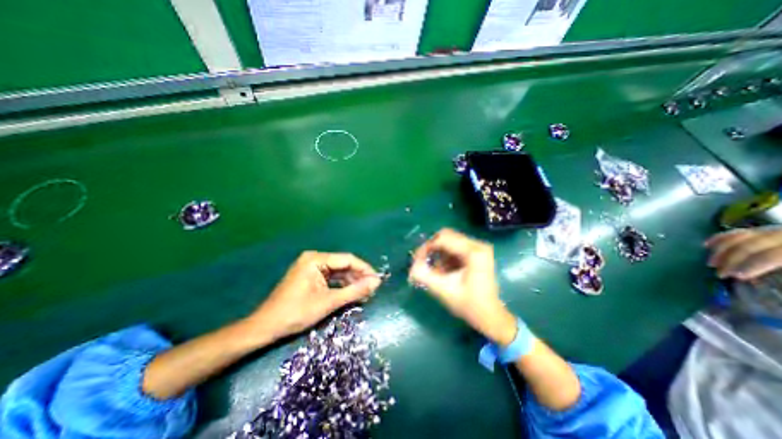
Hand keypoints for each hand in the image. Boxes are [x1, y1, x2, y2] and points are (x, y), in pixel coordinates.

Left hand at [248, 251, 380, 339]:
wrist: (265, 327)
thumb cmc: (296, 313)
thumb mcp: (329, 302)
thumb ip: (355, 291)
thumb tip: (376, 282)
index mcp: (316, 259)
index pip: (348, 259)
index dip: (364, 269)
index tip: (377, 280)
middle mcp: (314, 258)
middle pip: (343, 264)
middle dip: (358, 277)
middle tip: (372, 289)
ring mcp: (311, 267)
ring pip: (338, 271)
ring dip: (351, 281)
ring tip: (365, 293)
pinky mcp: (310, 276)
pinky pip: (331, 277)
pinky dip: (341, 285)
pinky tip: (351, 292)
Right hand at [410, 229, 517, 345]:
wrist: (490, 316)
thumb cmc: (469, 305)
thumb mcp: (443, 290)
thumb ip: (424, 276)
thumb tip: (411, 266)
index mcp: (473, 251)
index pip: (443, 239)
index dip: (426, 247)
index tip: (416, 261)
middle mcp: (478, 245)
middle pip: (446, 236)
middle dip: (431, 248)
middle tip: (422, 262)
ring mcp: (478, 248)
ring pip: (449, 241)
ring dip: (438, 253)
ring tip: (435, 271)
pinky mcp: (476, 253)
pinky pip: (454, 247)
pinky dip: (445, 257)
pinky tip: (443, 271)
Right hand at [710, 224, 781, 278]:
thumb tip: (766, 285)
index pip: (774, 254)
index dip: (755, 264)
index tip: (738, 277)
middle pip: (753, 244)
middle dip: (732, 259)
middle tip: (719, 274)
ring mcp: (778, 230)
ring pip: (742, 236)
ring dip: (722, 250)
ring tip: (712, 264)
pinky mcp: (770, 230)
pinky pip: (741, 231)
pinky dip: (721, 238)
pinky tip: (707, 246)